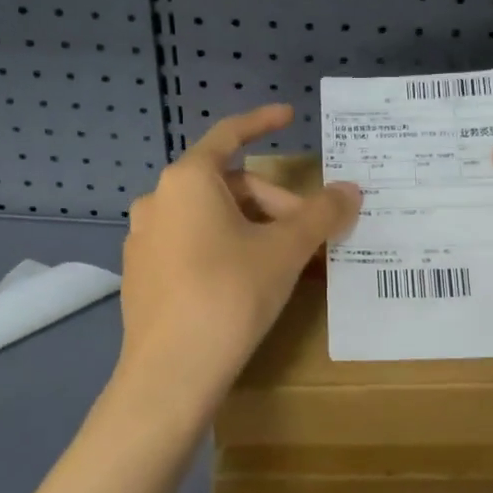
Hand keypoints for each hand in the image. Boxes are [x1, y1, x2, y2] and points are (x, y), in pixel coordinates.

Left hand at [114, 104, 359, 428]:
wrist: (170, 375)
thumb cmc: (230, 295)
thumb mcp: (286, 250)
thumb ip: (322, 213)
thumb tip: (352, 190)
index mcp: (188, 180)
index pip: (230, 135)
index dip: (262, 122)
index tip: (289, 116)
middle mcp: (158, 200)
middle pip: (229, 186)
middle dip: (274, 203)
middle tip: (309, 235)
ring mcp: (144, 240)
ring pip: (210, 218)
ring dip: (252, 228)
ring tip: (284, 261)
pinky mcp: (141, 276)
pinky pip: (190, 245)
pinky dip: (224, 249)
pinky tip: (246, 283)